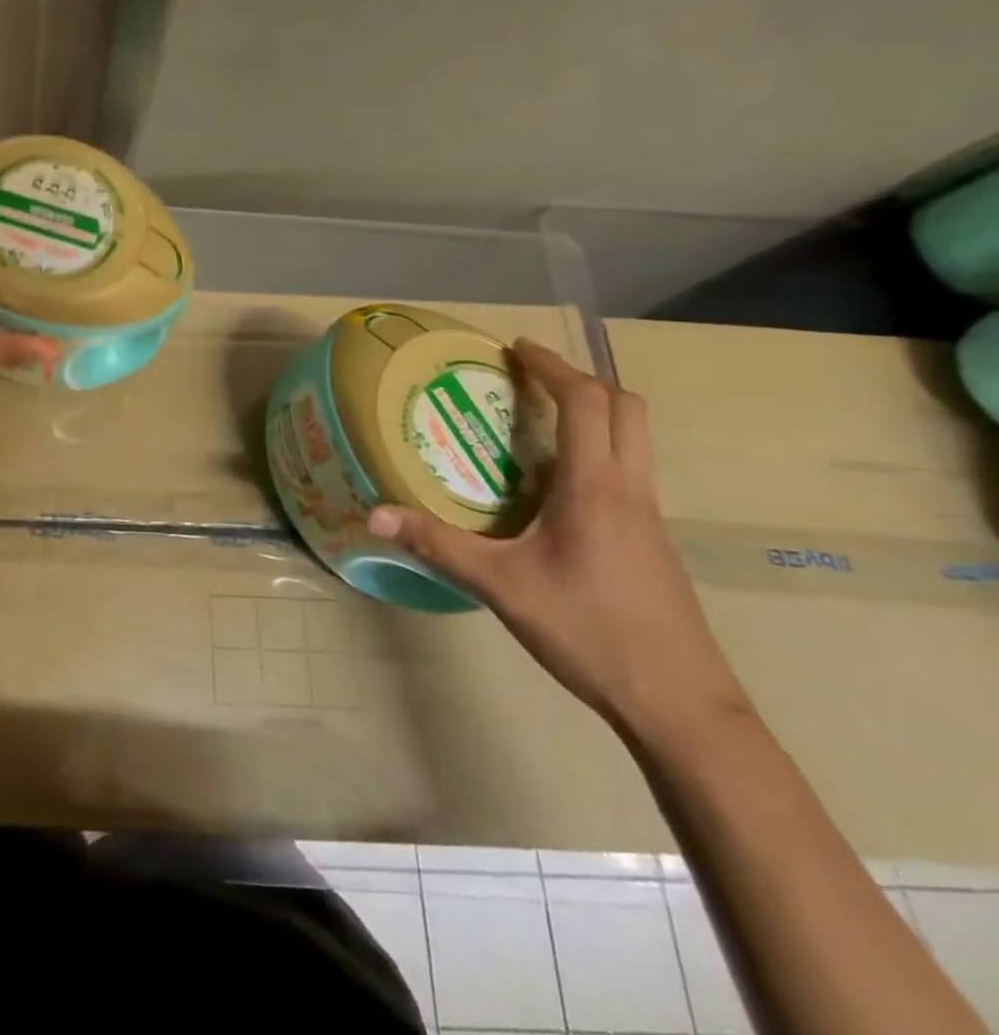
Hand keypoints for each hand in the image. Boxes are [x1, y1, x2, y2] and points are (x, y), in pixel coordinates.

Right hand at [367, 340, 750, 731]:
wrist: (680, 705)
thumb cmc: (590, 632)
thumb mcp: (502, 586)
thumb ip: (437, 545)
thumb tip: (374, 515)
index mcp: (596, 488)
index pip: (586, 403)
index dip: (553, 367)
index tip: (517, 349)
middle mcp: (631, 491)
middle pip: (625, 409)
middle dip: (580, 380)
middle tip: (530, 377)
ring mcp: (651, 518)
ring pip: (635, 440)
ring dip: (594, 413)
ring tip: (538, 419)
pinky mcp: (654, 543)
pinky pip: (629, 471)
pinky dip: (597, 450)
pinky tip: (556, 485)